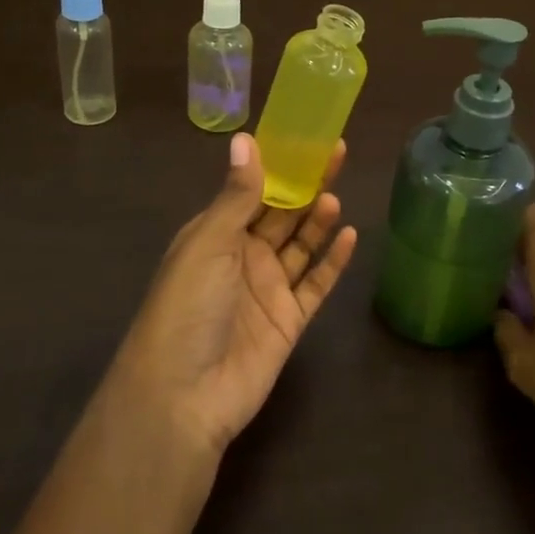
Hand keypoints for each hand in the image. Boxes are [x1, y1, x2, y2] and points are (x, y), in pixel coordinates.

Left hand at [112, 133, 357, 454]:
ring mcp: (268, 290)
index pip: (252, 190)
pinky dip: (333, 262)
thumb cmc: (188, 306)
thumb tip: (246, 139)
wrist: (184, 395)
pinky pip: (316, 284)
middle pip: (282, 215)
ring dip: (318, 221)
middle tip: (337, 155)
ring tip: (336, 198)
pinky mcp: (289, 320)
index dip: (279, 165)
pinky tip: (350, 237)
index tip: (306, 138)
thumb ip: (237, 195)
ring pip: (301, 246)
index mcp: (215, 235)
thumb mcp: (208, 243)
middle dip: (306, 186)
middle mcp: (242, 257)